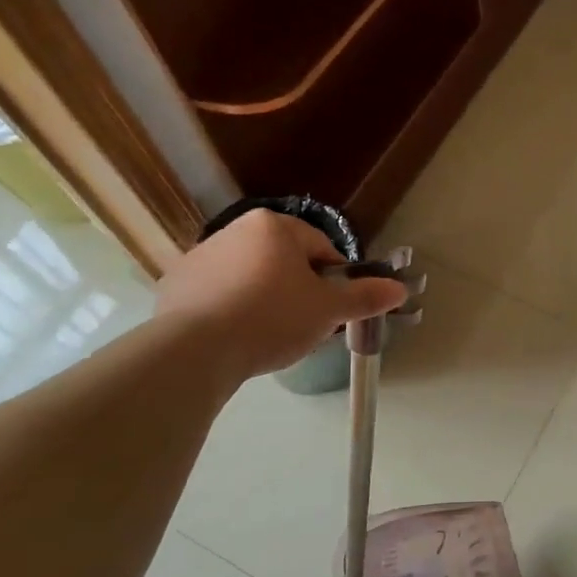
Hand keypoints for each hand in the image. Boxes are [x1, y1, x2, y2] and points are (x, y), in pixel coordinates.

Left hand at [153, 210, 406, 378]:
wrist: (196, 350)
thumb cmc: (272, 318)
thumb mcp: (328, 310)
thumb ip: (365, 297)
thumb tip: (400, 289)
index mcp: (274, 226)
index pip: (322, 248)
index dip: (335, 280)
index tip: (334, 310)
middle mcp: (235, 229)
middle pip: (284, 260)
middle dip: (299, 289)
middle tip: (305, 325)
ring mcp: (201, 255)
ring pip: (251, 276)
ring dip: (265, 298)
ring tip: (269, 335)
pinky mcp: (176, 284)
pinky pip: (218, 294)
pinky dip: (231, 310)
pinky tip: (236, 338)